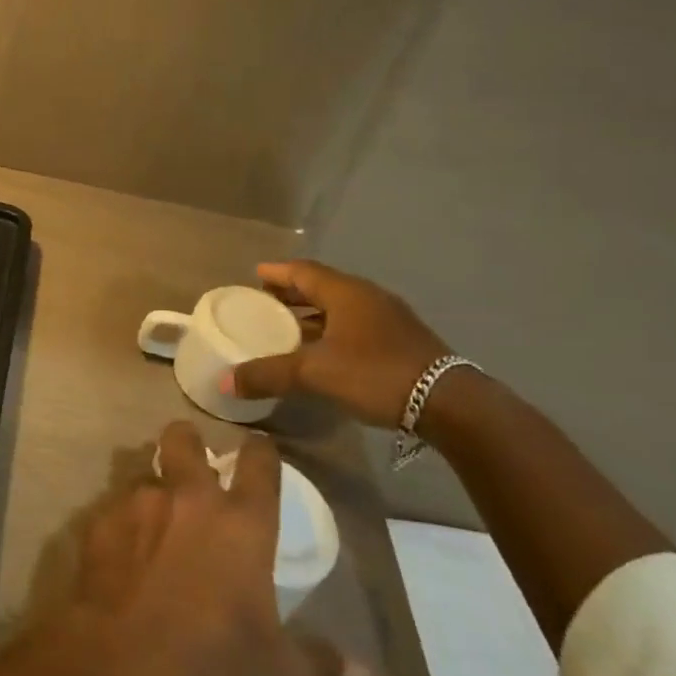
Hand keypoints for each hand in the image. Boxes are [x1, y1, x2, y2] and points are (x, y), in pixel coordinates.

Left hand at [55, 422, 357, 675]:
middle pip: (184, 438)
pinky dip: (121, 522)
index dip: (260, 450)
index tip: (259, 447)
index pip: (259, 463)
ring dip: (153, 487)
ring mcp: (139, 502)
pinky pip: (114, 508)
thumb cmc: (212, 660)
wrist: (121, 661)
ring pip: (145, 471)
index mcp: (241, 522)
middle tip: (193, 461)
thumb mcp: (277, 671)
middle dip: (189, 441)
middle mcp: (190, 497)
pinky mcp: (101, 520)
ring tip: (155, 516)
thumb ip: (319, 663)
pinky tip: (122, 552)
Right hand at [229, 260, 450, 429]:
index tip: (254, 276)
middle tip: (264, 302)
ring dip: (312, 313)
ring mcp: (388, 318)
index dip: (276, 273)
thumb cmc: (376, 374)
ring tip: (288, 328)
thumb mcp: (315, 374)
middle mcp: (366, 296)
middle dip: (291, 292)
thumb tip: (225, 382)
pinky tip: (323, 351)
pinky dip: (332, 330)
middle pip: (320, 286)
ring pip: (339, 307)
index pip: (302, 270)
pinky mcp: (401, 340)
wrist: (450, 404)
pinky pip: (355, 325)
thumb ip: (269, 374)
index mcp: (345, 292)